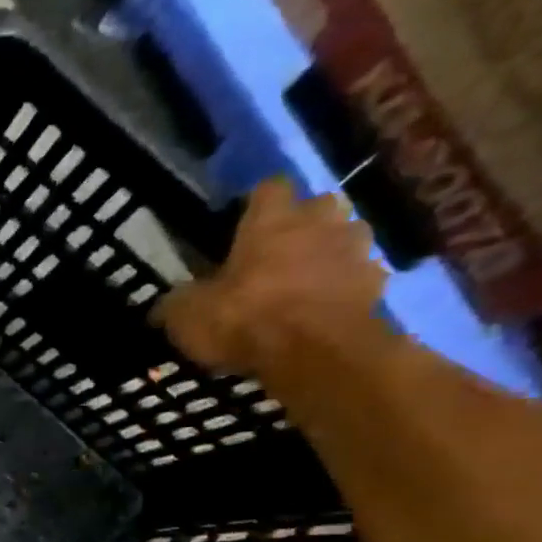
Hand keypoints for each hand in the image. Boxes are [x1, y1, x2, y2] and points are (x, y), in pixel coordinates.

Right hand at [155, 178, 388, 374]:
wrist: (316, 353)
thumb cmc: (245, 320)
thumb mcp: (186, 317)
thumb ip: (176, 303)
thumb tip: (164, 305)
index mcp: (272, 219)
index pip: (267, 188)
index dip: (253, 206)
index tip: (238, 227)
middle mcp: (320, 220)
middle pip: (313, 207)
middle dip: (298, 226)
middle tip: (272, 257)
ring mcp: (354, 248)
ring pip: (340, 238)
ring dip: (324, 254)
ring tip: (300, 285)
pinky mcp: (377, 282)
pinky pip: (355, 276)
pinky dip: (340, 288)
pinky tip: (320, 311)